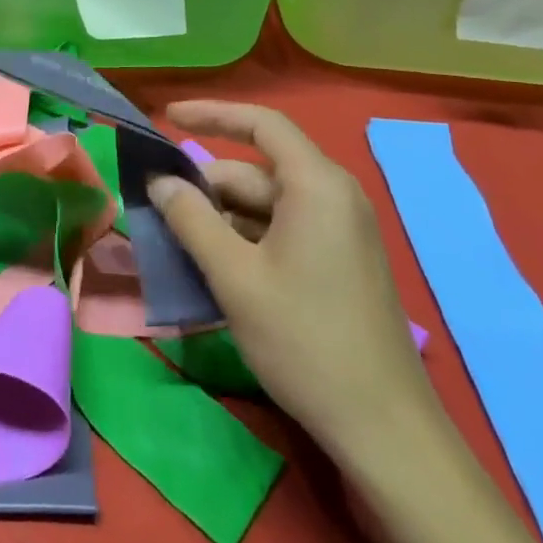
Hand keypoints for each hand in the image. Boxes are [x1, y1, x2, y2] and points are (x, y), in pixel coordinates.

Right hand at [149, 102, 432, 458]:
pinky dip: (244, 239)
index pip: (261, 124)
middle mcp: (333, 196)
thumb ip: (191, 219)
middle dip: (206, 186)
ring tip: (177, 243)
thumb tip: (160, 182)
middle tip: (158, 209)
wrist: (384, 429)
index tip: (167, 116)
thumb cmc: (305, 340)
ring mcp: (340, 231)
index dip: (212, 113)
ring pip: (266, 205)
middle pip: (256, 171)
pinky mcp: (339, 261)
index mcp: (316, 185)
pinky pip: (282, 231)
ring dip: (221, 218)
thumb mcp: (235, 277)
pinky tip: (213, 268)